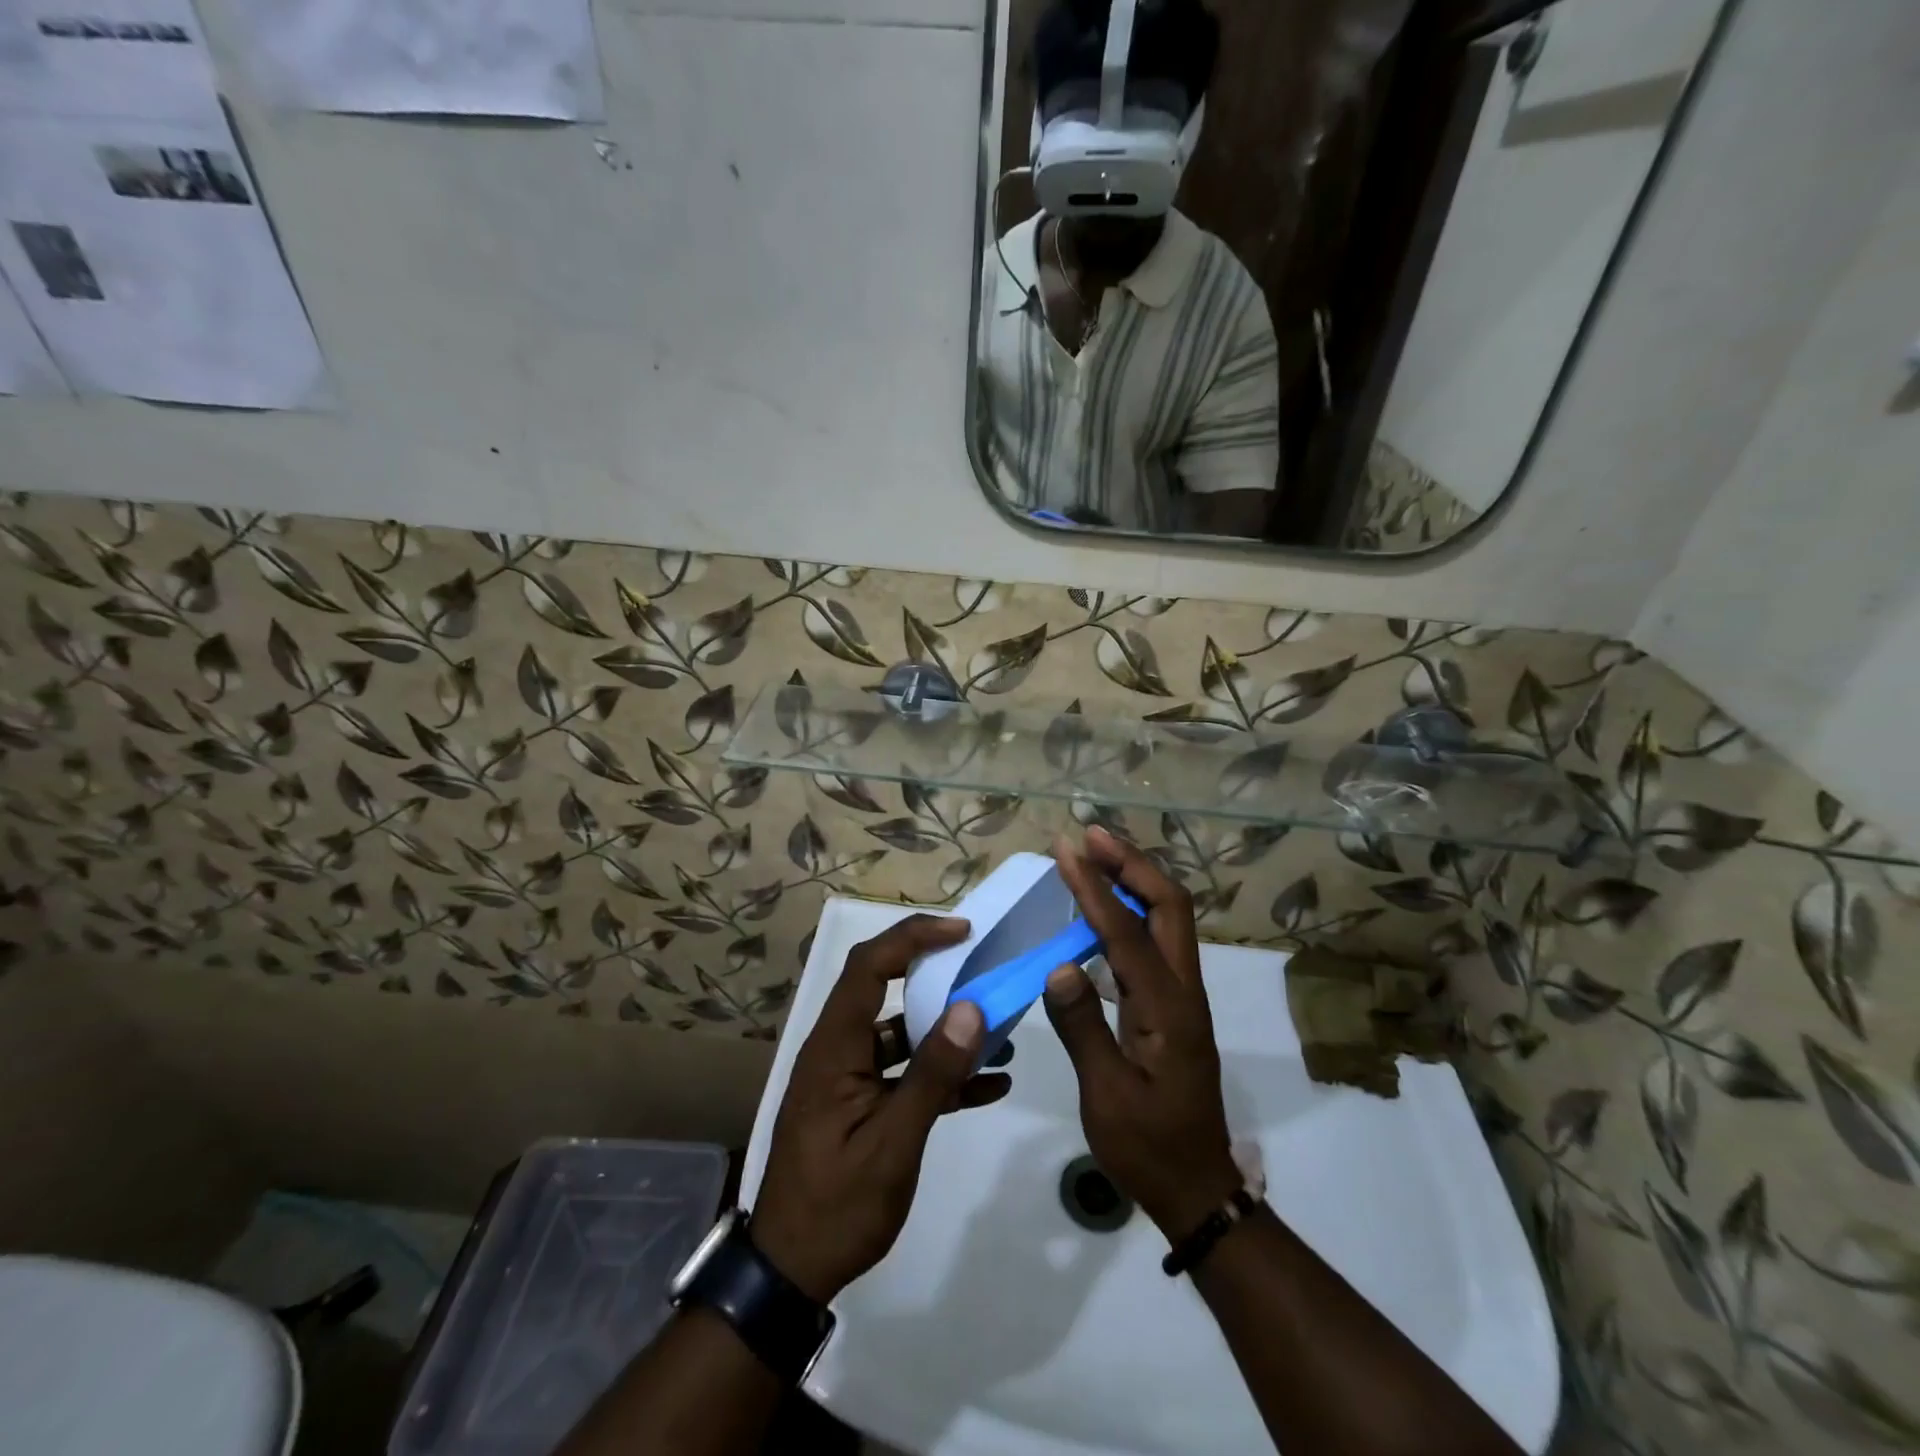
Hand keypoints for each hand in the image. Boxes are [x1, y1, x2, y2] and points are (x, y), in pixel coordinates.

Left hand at [753, 914, 1011, 1301]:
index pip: (869, 965)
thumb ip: (933, 1074)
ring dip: (945, 1029)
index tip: (962, 931)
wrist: (790, 1273)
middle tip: (981, 966)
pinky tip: (989, 1085)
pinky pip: (903, 1072)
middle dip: (935, 973)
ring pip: (900, 1032)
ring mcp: (849, 1077)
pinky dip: (941, 1072)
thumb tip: (971, 1009)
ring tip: (998, 1030)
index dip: (913, 937)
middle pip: (884, 988)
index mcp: (834, 1046)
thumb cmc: (837, 1205)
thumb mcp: (892, 1143)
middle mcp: (838, 1050)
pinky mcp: (860, 1104)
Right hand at [1045, 827, 1241, 1239]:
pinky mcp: (1174, 1004)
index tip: (1066, 850)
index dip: (1095, 888)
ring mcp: (1183, 995)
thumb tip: (1059, 965)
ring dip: (1134, 879)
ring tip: (1094, 855)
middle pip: (1170, 905)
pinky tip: (1101, 909)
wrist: (1196, 1186)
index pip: (1128, 932)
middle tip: (1089, 837)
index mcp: (1167, 1010)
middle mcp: (1184, 990)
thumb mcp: (1107, 1097)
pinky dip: (1131, 910)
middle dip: (1131, 863)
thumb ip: (1083, 1028)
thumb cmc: (1148, 1146)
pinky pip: (1156, 940)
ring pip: (1169, 918)